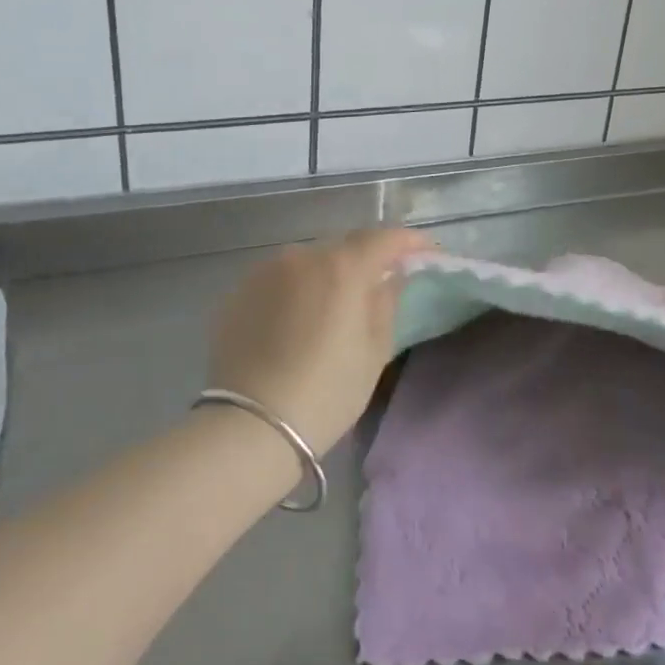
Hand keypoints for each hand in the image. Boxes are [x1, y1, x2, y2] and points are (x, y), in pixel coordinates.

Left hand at [210, 229, 435, 454]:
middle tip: (380, 284)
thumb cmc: (327, 391)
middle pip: (344, 247)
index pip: (384, 238)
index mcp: (342, 267)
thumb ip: (387, 303)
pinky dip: (296, 291)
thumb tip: (391, 277)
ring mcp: (264, 272)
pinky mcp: (238, 292)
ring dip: (327, 276)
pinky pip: (279, 281)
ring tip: (334, 307)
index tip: (427, 253)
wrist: (251, 425)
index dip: (409, 242)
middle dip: (366, 260)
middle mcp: (301, 257)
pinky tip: (297, 322)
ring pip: (308, 263)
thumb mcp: (374, 352)